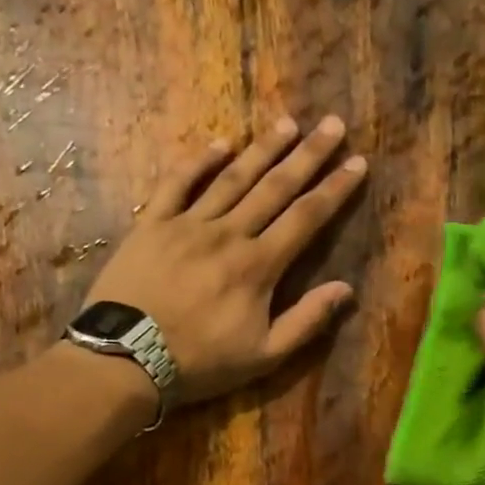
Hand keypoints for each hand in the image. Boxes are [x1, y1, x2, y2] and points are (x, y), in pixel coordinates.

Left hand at [86, 115, 366, 403]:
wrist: (126, 358)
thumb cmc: (201, 362)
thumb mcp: (264, 356)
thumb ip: (306, 321)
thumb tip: (346, 288)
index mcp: (259, 266)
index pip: (306, 218)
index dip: (334, 189)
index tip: (357, 162)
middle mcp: (228, 234)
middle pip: (275, 187)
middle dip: (308, 155)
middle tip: (332, 123)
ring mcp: (187, 224)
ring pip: (232, 178)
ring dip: (262, 149)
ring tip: (286, 123)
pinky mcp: (152, 224)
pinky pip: (178, 184)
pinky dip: (199, 162)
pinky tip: (219, 143)